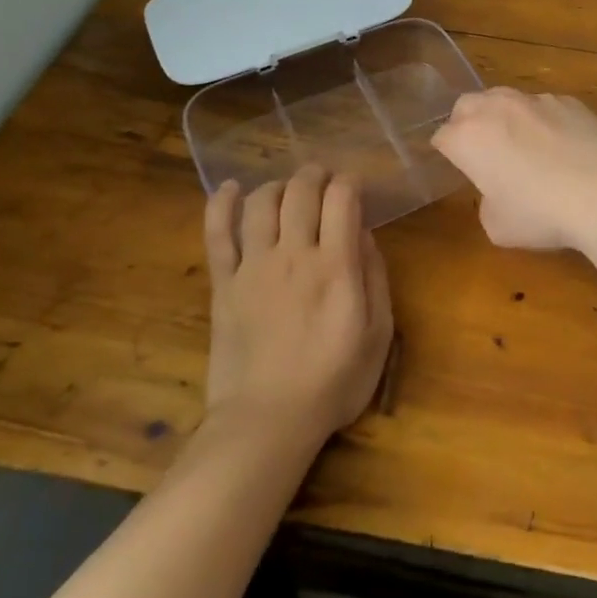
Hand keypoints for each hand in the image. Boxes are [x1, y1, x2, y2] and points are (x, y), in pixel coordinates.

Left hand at [199, 165, 393, 446]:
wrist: (266, 422)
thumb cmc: (333, 382)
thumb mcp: (378, 334)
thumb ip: (375, 277)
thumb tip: (364, 234)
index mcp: (336, 266)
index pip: (342, 198)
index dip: (351, 181)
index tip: (356, 187)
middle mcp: (294, 255)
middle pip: (301, 191)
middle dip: (316, 175)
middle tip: (324, 180)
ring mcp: (254, 267)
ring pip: (262, 203)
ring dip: (279, 185)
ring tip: (289, 191)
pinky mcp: (224, 284)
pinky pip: (218, 233)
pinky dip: (223, 204)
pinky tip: (231, 188)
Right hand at [430, 87, 596, 250]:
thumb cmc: (541, 213)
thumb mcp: (498, 226)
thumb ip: (487, 202)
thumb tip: (498, 191)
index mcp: (468, 137)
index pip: (441, 137)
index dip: (447, 154)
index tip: (458, 169)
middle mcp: (496, 108)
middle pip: (467, 105)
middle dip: (468, 124)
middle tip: (483, 152)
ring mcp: (535, 99)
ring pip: (506, 99)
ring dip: (504, 117)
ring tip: (523, 146)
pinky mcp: (569, 100)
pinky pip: (544, 106)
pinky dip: (542, 121)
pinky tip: (561, 146)